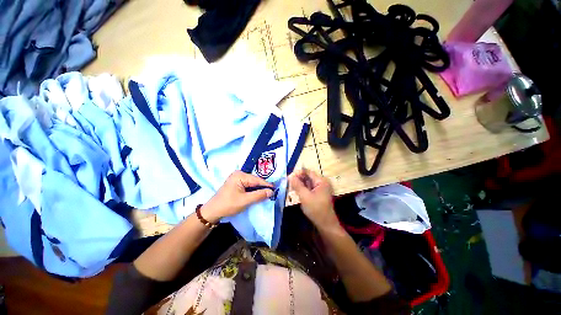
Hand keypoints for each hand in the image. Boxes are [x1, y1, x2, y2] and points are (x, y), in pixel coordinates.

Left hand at [201, 171, 273, 222]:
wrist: (213, 211)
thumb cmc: (228, 205)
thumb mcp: (245, 200)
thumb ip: (259, 195)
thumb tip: (271, 192)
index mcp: (240, 175)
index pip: (256, 179)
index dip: (266, 185)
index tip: (275, 189)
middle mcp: (239, 174)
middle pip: (254, 180)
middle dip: (262, 186)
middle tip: (272, 192)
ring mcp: (237, 178)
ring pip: (252, 183)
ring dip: (258, 188)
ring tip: (267, 193)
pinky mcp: (236, 183)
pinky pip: (248, 185)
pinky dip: (253, 190)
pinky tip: (258, 193)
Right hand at [288, 169, 338, 228]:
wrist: (325, 224)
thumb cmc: (316, 210)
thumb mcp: (305, 196)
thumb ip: (297, 185)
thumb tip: (290, 176)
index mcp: (321, 181)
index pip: (308, 172)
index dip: (298, 173)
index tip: (288, 177)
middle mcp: (322, 182)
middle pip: (308, 176)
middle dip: (298, 178)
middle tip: (288, 182)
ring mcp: (320, 188)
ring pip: (307, 182)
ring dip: (299, 183)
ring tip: (290, 186)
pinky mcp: (318, 193)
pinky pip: (309, 187)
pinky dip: (302, 188)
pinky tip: (296, 190)